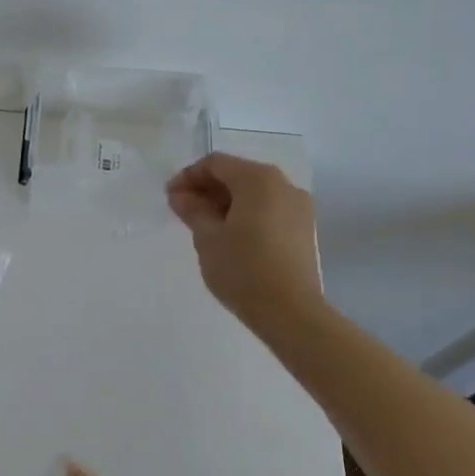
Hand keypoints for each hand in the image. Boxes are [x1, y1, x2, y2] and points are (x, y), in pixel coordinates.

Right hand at [166, 153, 321, 338]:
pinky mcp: (304, 228)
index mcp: (258, 179)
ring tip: (204, 224)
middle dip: (207, 188)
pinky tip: (229, 235)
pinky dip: (246, 214)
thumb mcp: (207, 237)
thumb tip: (180, 195)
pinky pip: (268, 209)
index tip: (170, 197)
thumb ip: (192, 209)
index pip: (216, 163)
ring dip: (226, 202)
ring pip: (254, 193)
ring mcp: (298, 207)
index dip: (188, 176)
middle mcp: (283, 184)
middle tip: (183, 210)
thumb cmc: (242, 269)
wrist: (290, 312)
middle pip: (237, 174)